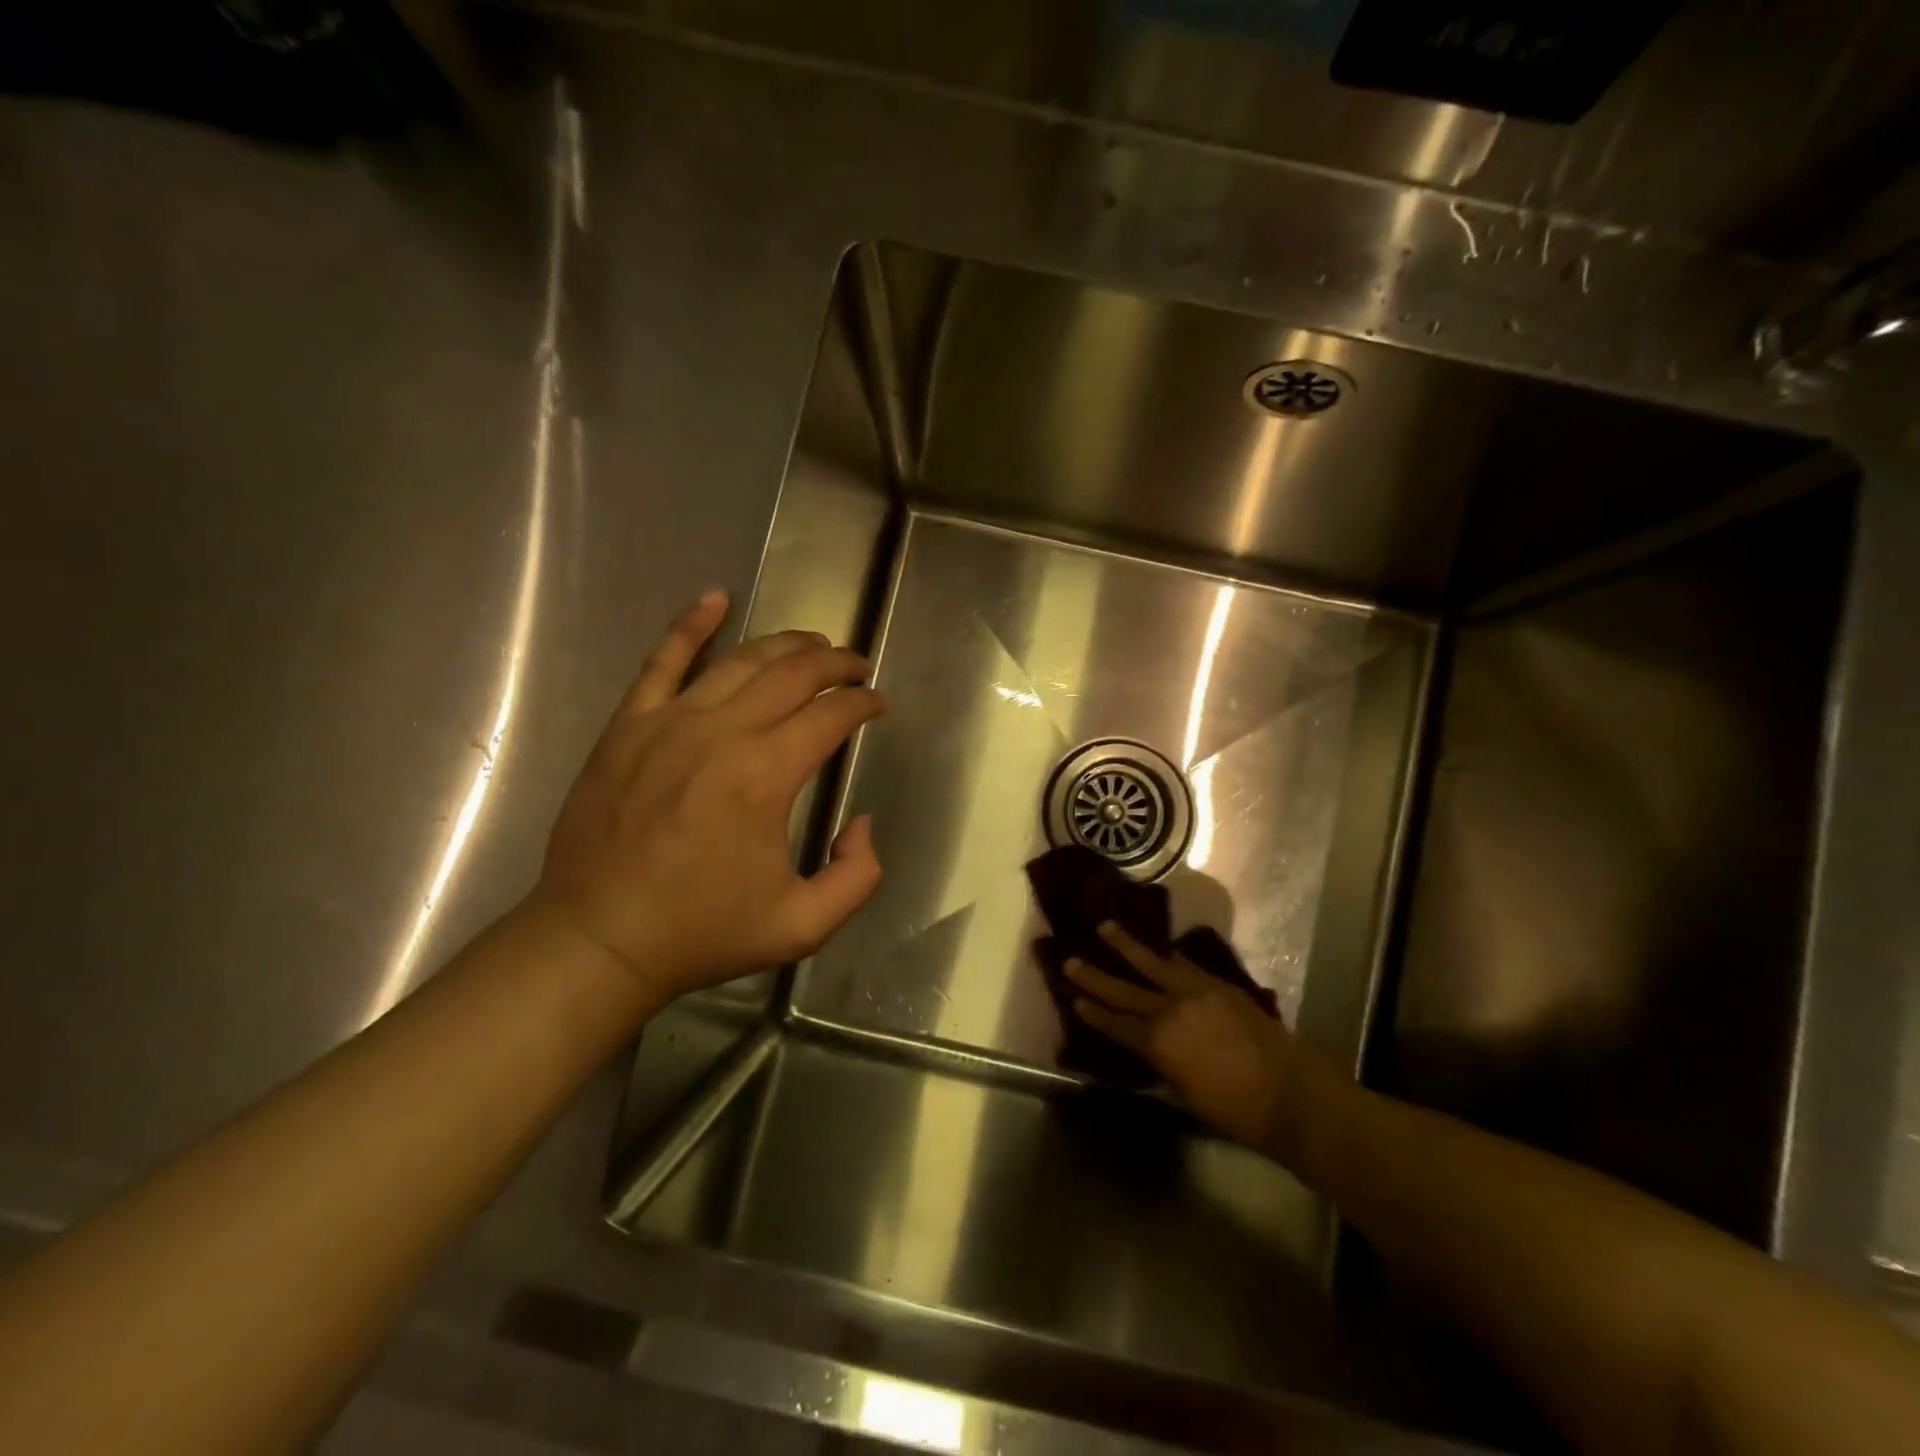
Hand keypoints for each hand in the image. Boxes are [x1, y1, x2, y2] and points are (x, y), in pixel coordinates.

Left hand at [526, 590, 887, 1004]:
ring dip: (786, 645)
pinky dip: (691, 625)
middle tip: (856, 667)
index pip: (830, 716)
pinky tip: (715, 598)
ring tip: (813, 645)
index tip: (878, 706)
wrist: (598, 940)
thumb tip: (862, 823)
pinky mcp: (628, 726)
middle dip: (835, 663)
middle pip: (792, 674)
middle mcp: (720, 733)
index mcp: (764, 775)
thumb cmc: (701, 933)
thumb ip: (857, 876)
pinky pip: (662, 660)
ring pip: (740, 660)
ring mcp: (667, 722)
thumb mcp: (802, 926)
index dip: (863, 704)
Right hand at [1065, 922, 1309, 1162]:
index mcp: (1157, 1044)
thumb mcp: (1185, 1093)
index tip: (1073, 998)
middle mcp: (1169, 1011)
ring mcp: (1194, 992)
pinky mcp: (1218, 984)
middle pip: (1124, 990)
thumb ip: (1162, 1065)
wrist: (1290, 1094)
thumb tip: (1150, 1051)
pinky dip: (1166, 955)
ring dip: (1126, 945)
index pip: (1114, 1023)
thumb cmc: (1235, 1110)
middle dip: (1095, 976)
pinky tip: (1157, 947)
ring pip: (1152, 963)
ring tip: (1104, 926)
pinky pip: (1184, 964)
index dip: (1092, 1012)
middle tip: (1070, 959)